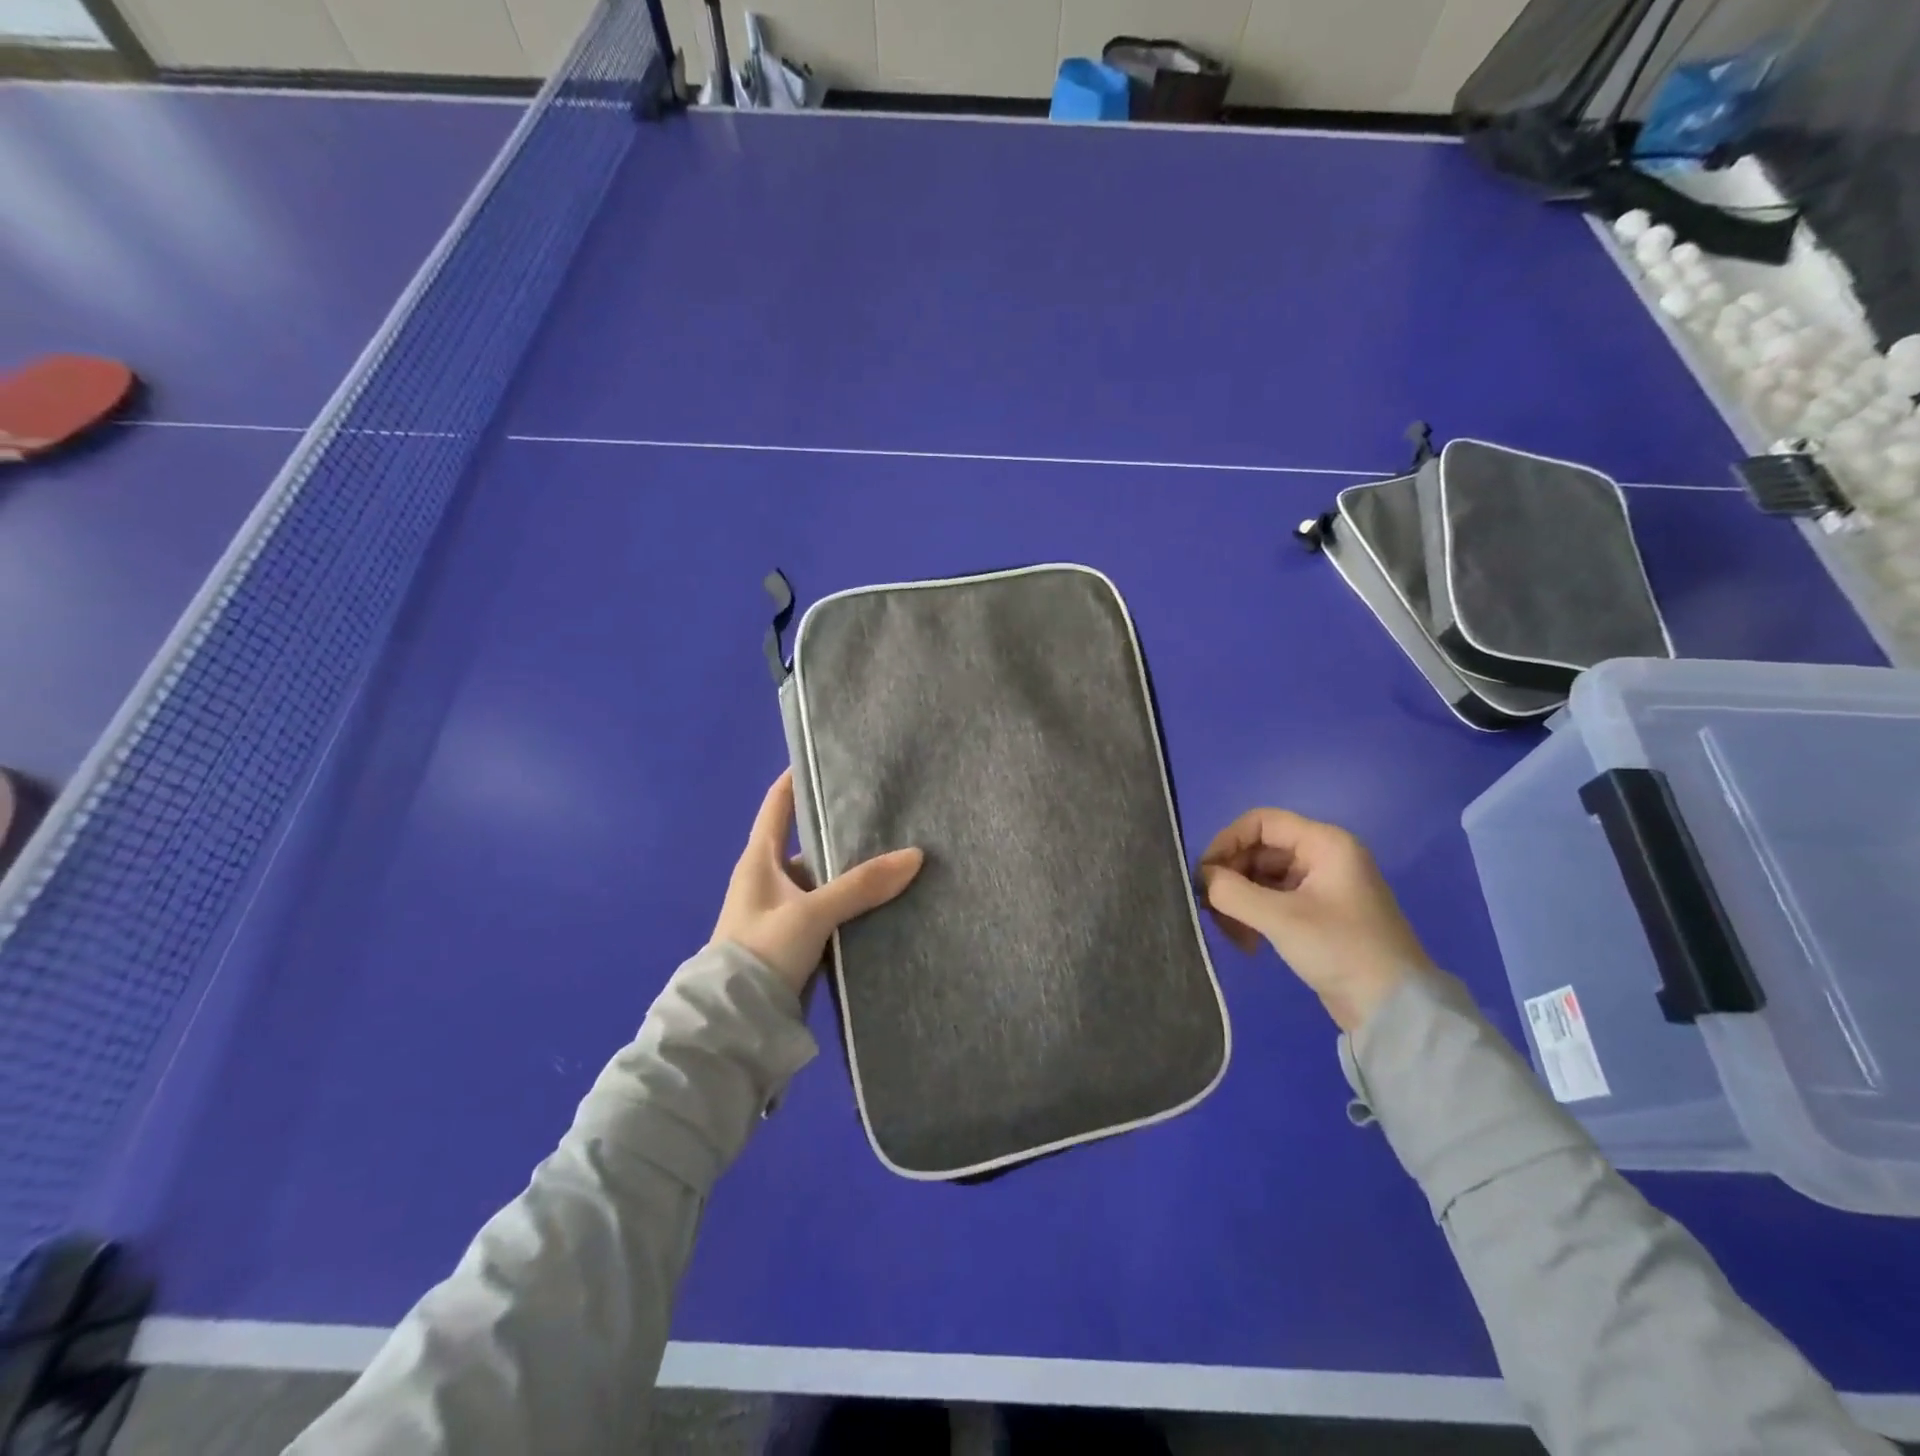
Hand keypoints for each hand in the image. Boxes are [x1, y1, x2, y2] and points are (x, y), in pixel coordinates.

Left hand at [712, 771, 924, 994]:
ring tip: (895, 856)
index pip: (777, 804)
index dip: (797, 779)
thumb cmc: (762, 951)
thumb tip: (915, 855)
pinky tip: (883, 902)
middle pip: (808, 844)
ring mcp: (781, 912)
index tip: (826, 758)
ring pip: (822, 881)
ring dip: (850, 874)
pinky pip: (828, 911)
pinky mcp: (795, 941)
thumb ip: (862, 885)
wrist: (735, 1023)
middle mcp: (768, 879)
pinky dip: (850, 905)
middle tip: (885, 814)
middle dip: (841, 831)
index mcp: (759, 859)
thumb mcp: (813, 912)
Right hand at [1198, 808, 1435, 1032]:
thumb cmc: (1340, 949)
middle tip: (1210, 909)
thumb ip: (1232, 891)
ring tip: (1230, 933)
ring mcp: (1321, 885)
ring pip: (1262, 878)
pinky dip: (1254, 915)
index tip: (1204, 873)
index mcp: (1324, 843)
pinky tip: (1247, 942)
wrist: (1394, 1009)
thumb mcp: (1281, 918)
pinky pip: (1273, 900)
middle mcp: (1323, 856)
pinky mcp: (1317, 913)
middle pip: (1259, 851)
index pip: (1261, 822)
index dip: (1226, 841)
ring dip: (1239, 901)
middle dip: (1231, 878)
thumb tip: (1202, 878)